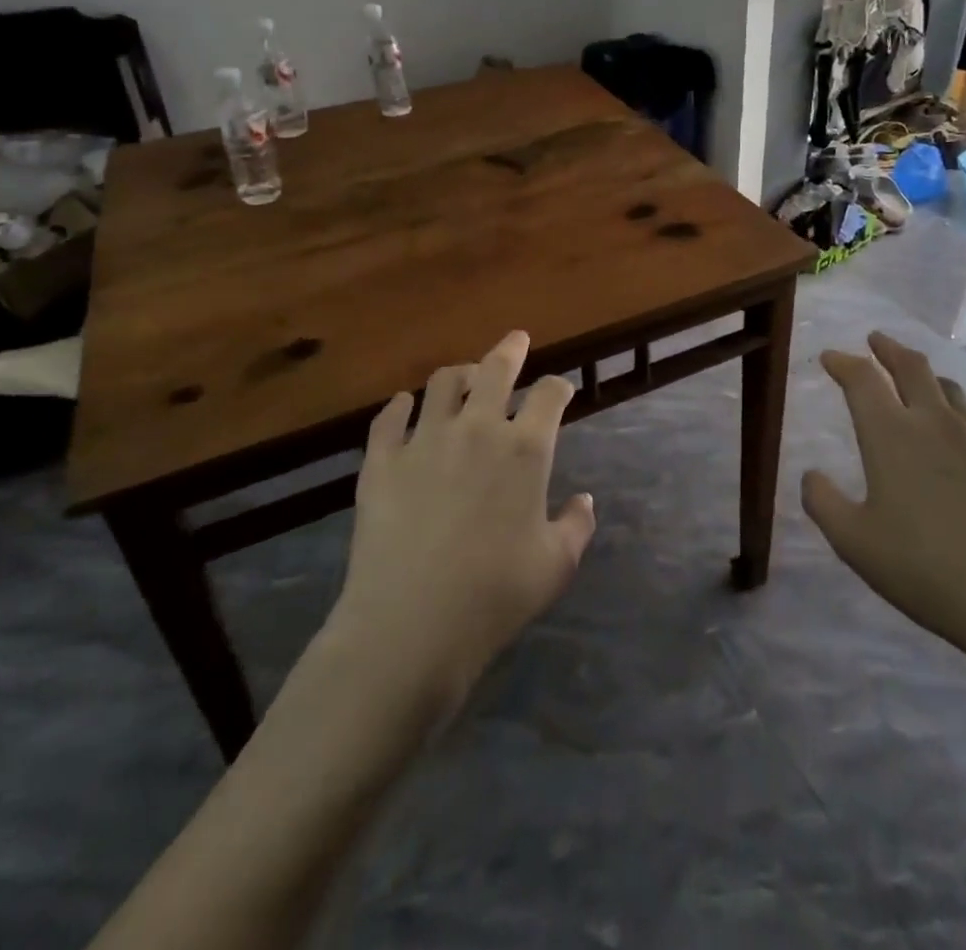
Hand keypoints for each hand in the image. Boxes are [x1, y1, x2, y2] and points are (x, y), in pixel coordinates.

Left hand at [323, 330, 595, 712]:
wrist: (410, 625)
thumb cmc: (495, 595)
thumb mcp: (556, 565)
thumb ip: (577, 525)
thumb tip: (584, 500)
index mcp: (526, 449)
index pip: (549, 395)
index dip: (559, 387)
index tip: (560, 389)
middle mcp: (477, 429)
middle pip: (496, 369)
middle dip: (510, 349)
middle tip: (515, 340)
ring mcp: (425, 439)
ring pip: (443, 383)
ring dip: (459, 373)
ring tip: (464, 375)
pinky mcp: (381, 460)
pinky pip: (389, 418)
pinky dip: (400, 406)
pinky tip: (404, 406)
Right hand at [802, 333, 965, 680]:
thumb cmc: (926, 569)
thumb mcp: (855, 543)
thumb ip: (824, 503)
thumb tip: (811, 475)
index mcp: (892, 435)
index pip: (862, 379)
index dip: (843, 362)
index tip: (830, 357)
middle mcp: (936, 424)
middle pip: (911, 367)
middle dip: (888, 348)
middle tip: (875, 340)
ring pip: (950, 390)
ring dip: (926, 376)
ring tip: (917, 379)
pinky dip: (962, 420)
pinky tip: (963, 439)